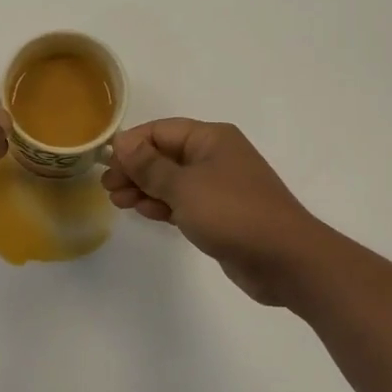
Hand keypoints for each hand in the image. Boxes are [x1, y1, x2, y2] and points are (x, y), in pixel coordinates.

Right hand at [103, 120, 318, 305]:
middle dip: (135, 169)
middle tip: (108, 187)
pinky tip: (142, 211)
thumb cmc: (232, 213)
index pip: (161, 131)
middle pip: (164, 155)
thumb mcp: (184, 187)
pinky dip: (162, 204)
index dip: (131, 145)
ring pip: (171, 180)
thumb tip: (122, 143)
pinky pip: (183, 201)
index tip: (106, 164)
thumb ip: (149, 166)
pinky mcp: (219, 213)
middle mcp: (215, 156)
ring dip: (144, 188)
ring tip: (118, 202)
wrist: (285, 260)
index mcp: (211, 138)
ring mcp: (219, 186)